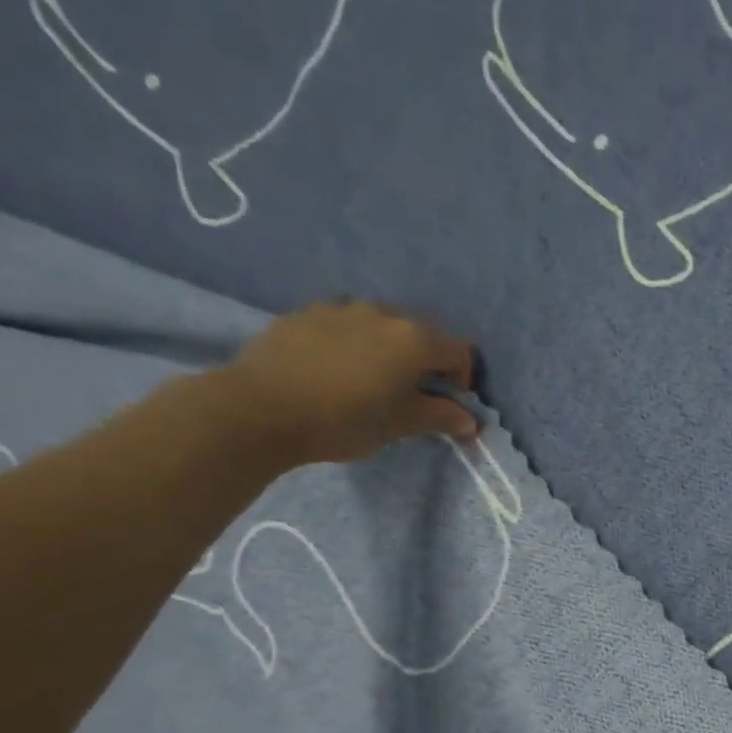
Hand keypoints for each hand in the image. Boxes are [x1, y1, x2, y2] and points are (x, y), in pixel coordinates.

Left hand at [219, 300, 480, 464]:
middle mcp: (382, 313)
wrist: (262, 408)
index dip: (462, 380)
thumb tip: (469, 420)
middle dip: (426, 362)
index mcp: (413, 339)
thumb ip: (441, 417)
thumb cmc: (346, 419)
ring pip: (381, 326)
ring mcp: (340, 308)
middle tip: (413, 396)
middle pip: (421, 334)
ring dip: (388, 350)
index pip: (459, 351)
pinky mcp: (305, 314)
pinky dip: (354, 345)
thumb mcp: (402, 425)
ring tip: (372, 382)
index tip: (449, 406)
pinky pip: (345, 326)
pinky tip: (337, 373)